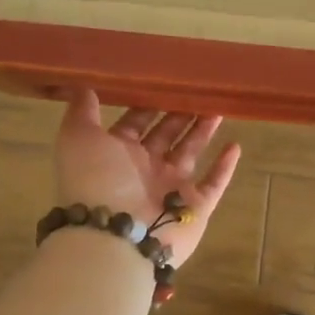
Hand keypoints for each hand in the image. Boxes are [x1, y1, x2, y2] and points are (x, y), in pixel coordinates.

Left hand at [53, 91, 242, 265]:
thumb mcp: (78, 137)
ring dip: (203, 130)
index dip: (149, 102)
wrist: (115, 235)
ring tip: (219, 106)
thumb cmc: (97, 179)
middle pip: (166, 134)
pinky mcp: (194, 207)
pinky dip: (225, 167)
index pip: (136, 121)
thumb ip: (81, 111)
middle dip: (180, 112)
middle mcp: (144, 169)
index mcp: (118, 153)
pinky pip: (214, 184)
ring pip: (191, 152)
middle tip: (200, 88)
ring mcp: (171, 188)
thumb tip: (83, 84)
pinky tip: (236, 145)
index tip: (166, 79)